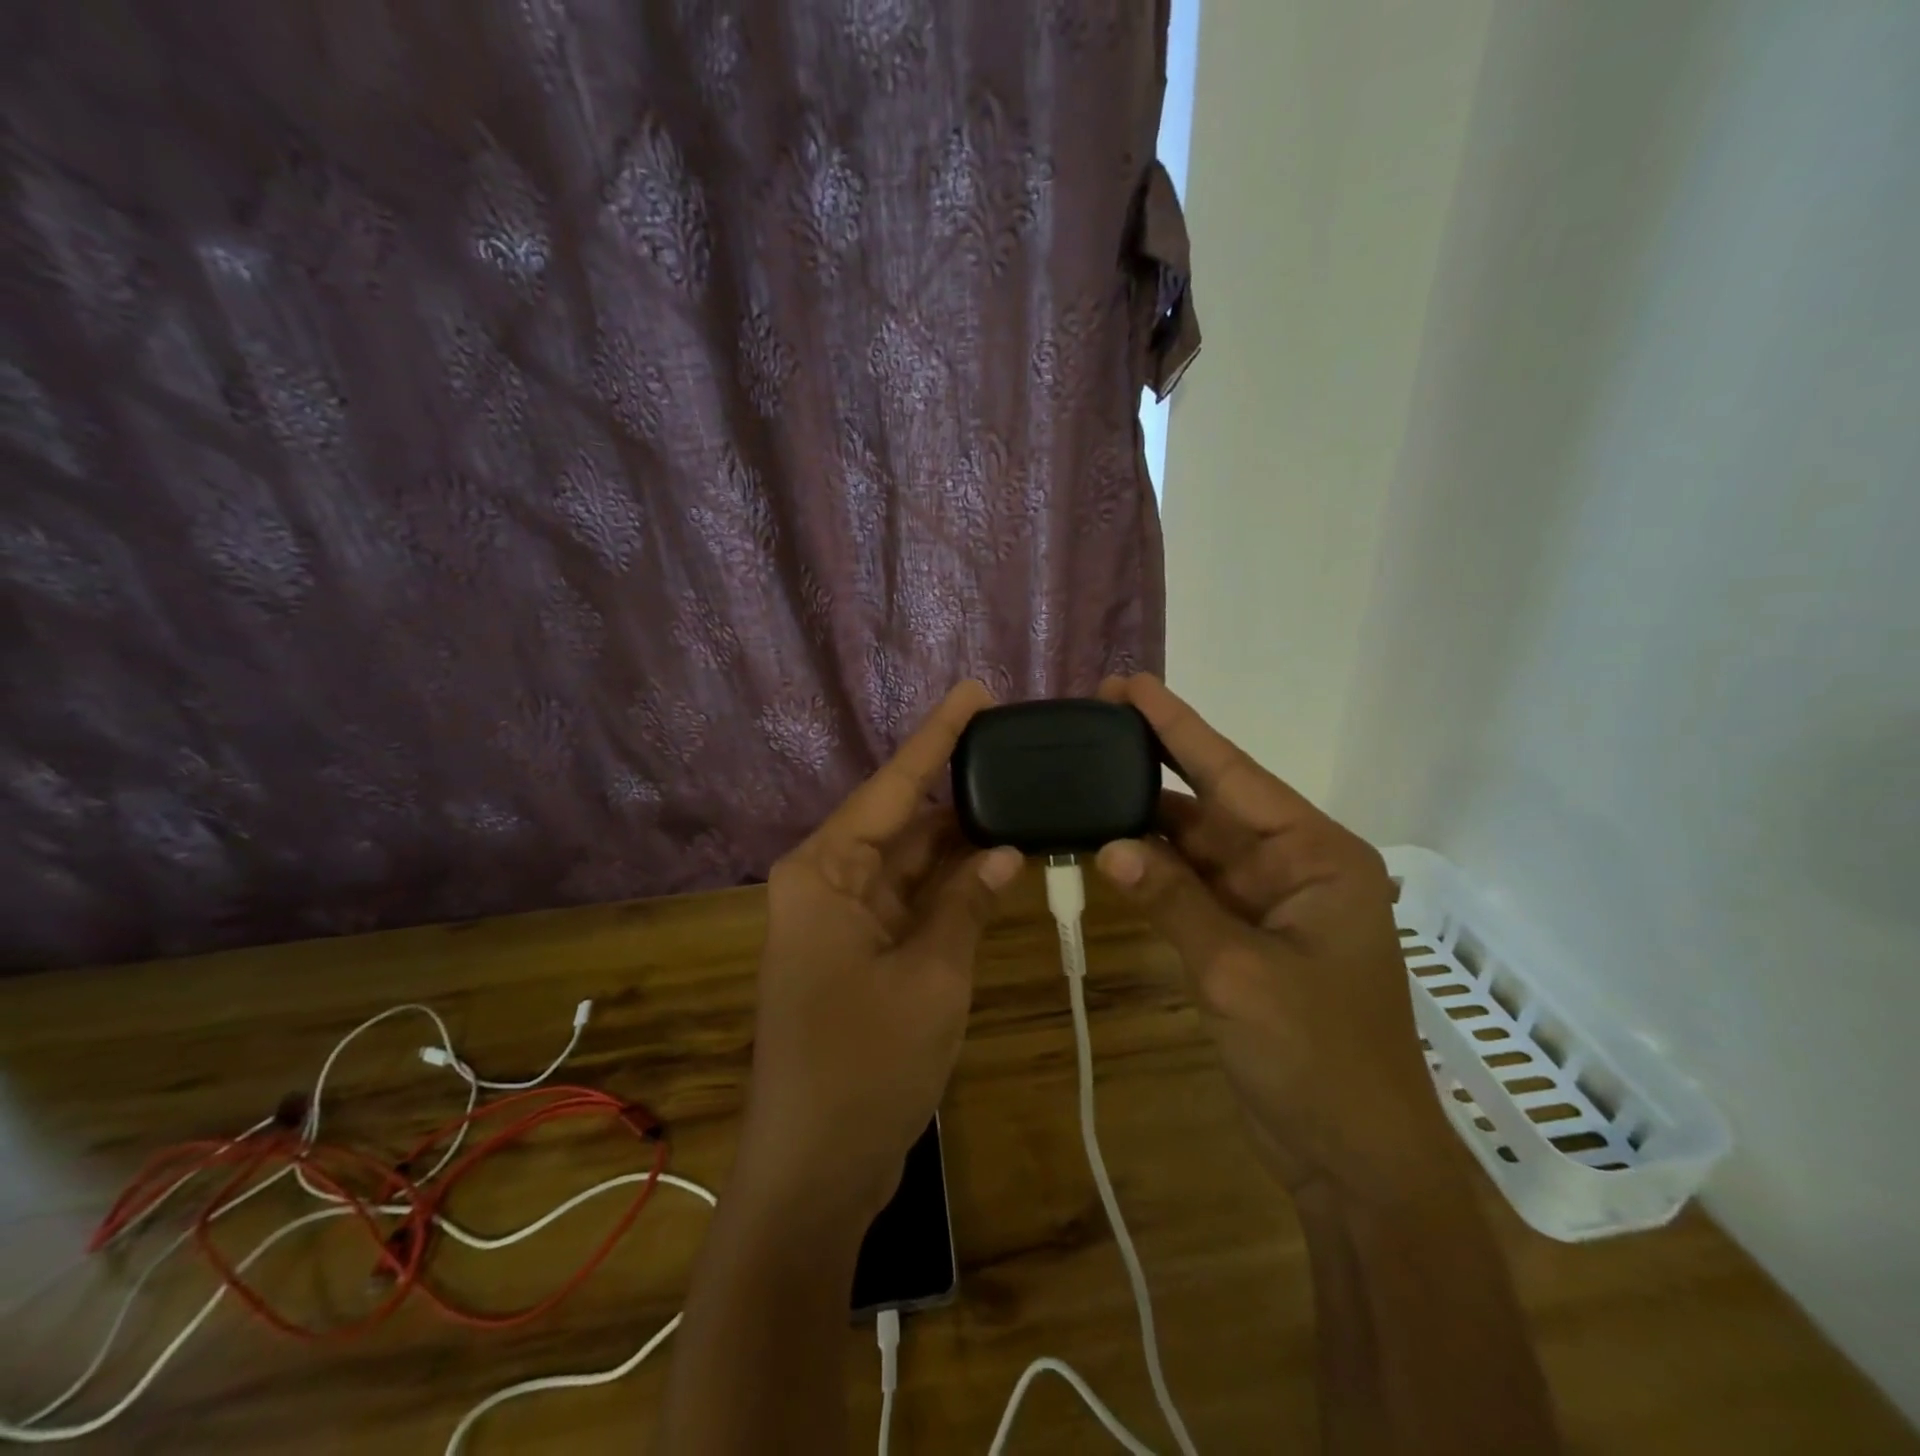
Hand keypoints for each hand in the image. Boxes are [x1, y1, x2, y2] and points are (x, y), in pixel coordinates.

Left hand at [732, 681, 1022, 1224]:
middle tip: (1017, 754)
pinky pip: (909, 900)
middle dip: (958, 792)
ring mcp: (842, 918)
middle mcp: (826, 881)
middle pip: (901, 820)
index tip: (976, 693)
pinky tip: (997, 864)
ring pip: (909, 862)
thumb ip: (967, 904)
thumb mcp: (932, 977)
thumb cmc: (864, 1065)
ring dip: (960, 843)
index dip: (938, 737)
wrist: (815, 1170)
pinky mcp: (858, 951)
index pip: (893, 786)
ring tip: (1021, 801)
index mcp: (824, 871)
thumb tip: (1005, 849)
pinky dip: (950, 887)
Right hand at [1093, 675, 1455, 1204]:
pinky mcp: (1245, 938)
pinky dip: (1153, 871)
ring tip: (1083, 782)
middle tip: (1091, 726)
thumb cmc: (1319, 1060)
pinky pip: (1191, 888)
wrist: (1357, 1161)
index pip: (1233, 774)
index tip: (1128, 686)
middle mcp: (1294, 866)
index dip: (1177, 727)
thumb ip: (1175, 902)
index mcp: (1316, 855)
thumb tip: (1108, 845)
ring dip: (1144, 823)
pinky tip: (1108, 848)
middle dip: (1153, 767)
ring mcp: (1268, 903)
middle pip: (1212, 802)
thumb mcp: (1239, 974)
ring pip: (1196, 846)